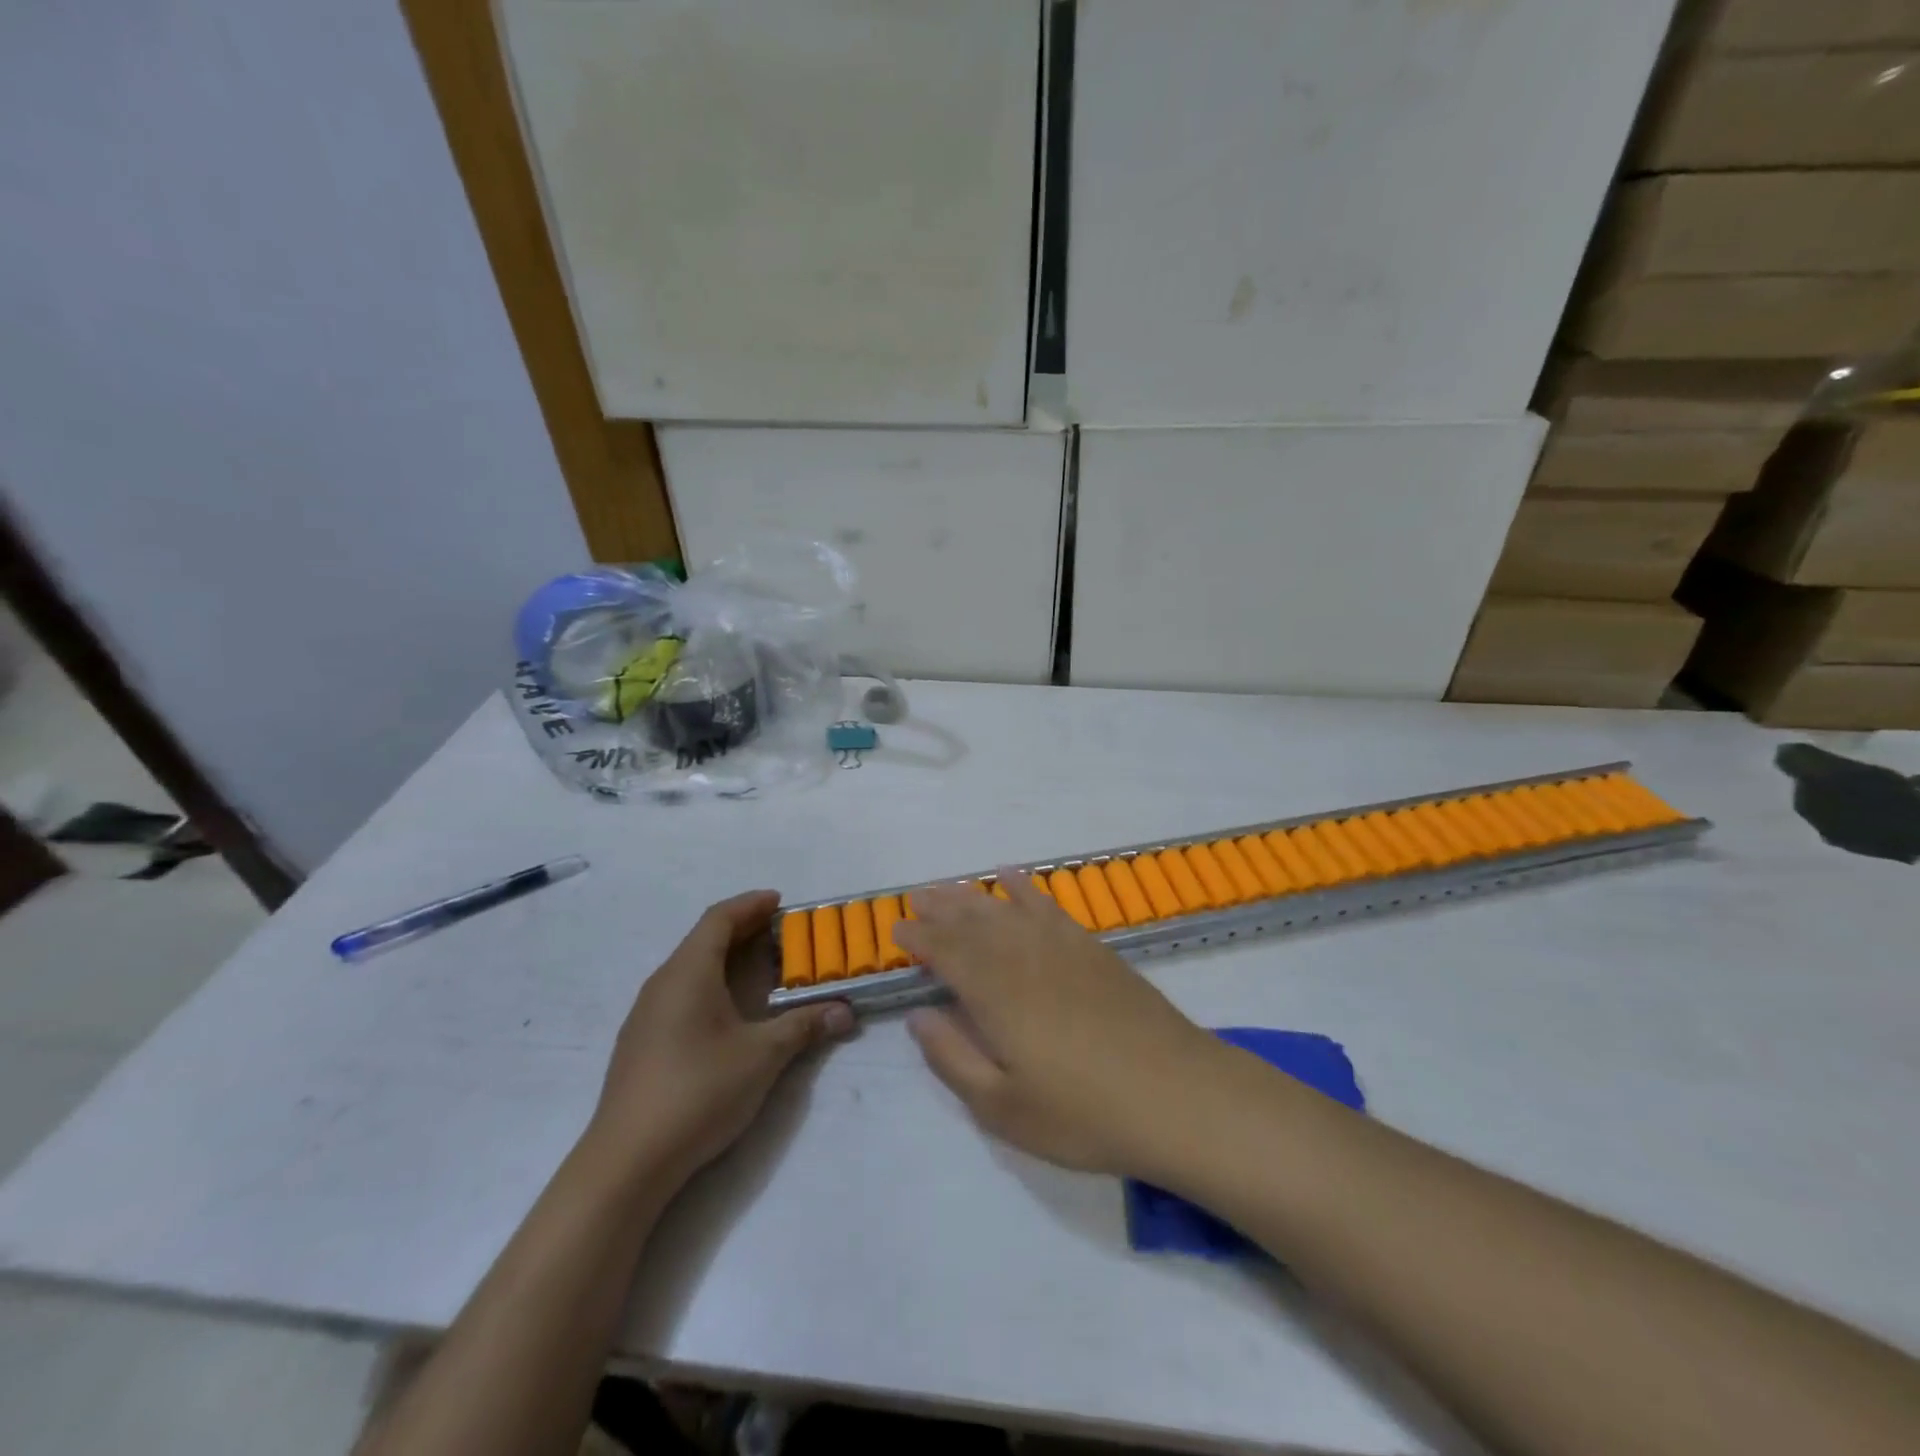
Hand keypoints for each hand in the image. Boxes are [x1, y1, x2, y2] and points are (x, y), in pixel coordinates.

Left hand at [584, 891, 852, 1187]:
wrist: (627, 1161)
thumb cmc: (698, 1091)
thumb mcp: (762, 1056)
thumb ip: (804, 1027)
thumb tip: (845, 1012)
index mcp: (688, 972)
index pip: (719, 918)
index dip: (750, 905)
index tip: (781, 902)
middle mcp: (663, 983)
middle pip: (704, 940)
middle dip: (744, 930)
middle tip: (782, 933)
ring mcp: (647, 1014)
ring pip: (691, 968)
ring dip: (727, 959)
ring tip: (762, 969)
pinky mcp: (642, 1043)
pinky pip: (681, 993)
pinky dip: (711, 985)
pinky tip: (730, 1012)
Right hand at [895, 873, 1225, 1180]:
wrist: (1177, 1095)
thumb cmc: (1084, 1113)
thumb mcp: (1004, 1108)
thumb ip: (953, 1058)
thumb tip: (919, 1015)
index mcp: (995, 994)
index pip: (946, 953)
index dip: (920, 939)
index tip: (897, 931)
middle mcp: (1023, 957)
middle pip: (973, 922)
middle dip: (940, 908)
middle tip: (916, 896)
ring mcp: (1061, 947)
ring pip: (1006, 908)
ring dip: (974, 895)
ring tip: (950, 886)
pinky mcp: (1092, 948)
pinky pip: (1048, 905)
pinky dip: (1026, 888)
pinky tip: (1012, 877)